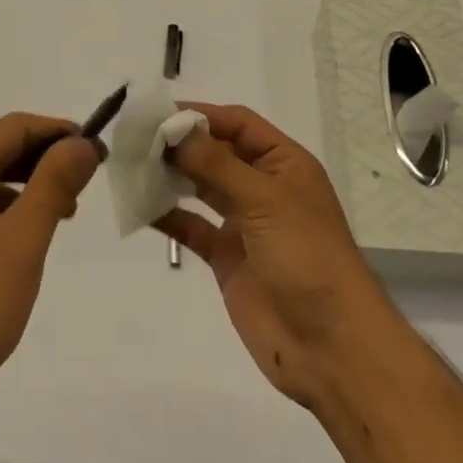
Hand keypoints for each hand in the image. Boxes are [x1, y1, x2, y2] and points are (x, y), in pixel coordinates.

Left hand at [0, 114, 101, 415]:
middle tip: (91, 177)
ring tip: (69, 208)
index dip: (60, 132)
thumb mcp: (22, 241)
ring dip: (32, 184)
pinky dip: (12, 208)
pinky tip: (32, 234)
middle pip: (2, 148)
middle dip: (48, 157)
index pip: (15, 127)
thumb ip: (54, 183)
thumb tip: (83, 142)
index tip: (100, 151)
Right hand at [155, 103, 399, 410]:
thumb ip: (216, 164)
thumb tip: (175, 129)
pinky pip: (192, 227)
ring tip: (131, 166)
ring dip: (170, 176)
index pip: (237, 124)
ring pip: (200, 187)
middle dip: (180, 144)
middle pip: (215, 152)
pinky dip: (168, 216)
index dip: (200, 115)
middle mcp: (262, 186)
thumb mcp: (265, 200)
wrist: (331, 348)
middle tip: (134, 139)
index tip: (157, 114)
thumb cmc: (307, 257)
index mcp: (283, 163)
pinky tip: (140, 206)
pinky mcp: (226, 257)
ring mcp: (243, 223)